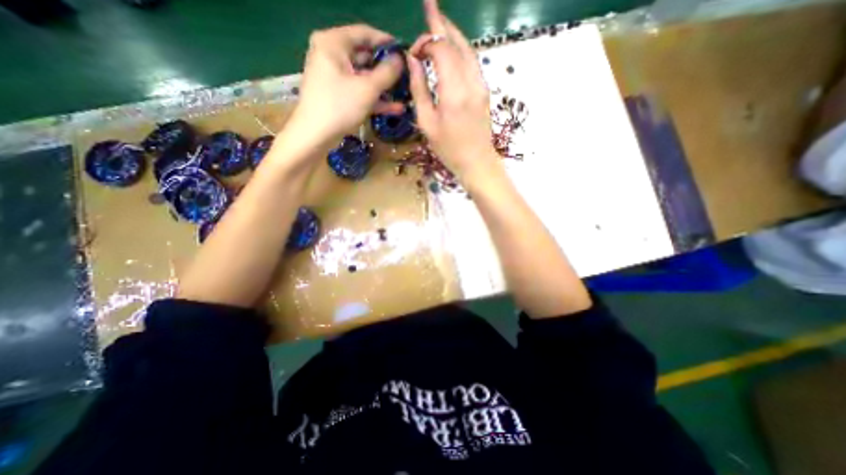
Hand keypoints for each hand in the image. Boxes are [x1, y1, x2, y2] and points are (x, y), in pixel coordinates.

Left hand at [288, 25, 406, 147]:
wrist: (315, 135)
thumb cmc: (339, 106)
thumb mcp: (367, 88)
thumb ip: (387, 72)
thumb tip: (401, 59)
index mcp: (333, 43)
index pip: (364, 33)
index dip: (386, 42)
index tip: (405, 52)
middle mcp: (331, 54)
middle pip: (365, 55)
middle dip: (386, 68)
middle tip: (407, 76)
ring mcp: (334, 75)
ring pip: (363, 76)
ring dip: (383, 87)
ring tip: (404, 93)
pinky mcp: (337, 94)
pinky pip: (358, 90)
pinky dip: (374, 98)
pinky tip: (395, 108)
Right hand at [406, 1, 496, 181]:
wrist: (476, 161)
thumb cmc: (448, 148)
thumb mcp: (427, 123)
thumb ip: (420, 89)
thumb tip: (413, 62)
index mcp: (454, 92)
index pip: (441, 50)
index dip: (426, 43)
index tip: (413, 53)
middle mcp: (471, 82)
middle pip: (457, 43)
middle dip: (441, 24)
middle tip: (430, 4)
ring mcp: (481, 85)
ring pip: (468, 50)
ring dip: (453, 34)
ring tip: (439, 21)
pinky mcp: (484, 90)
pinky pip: (472, 62)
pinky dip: (460, 50)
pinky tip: (451, 49)